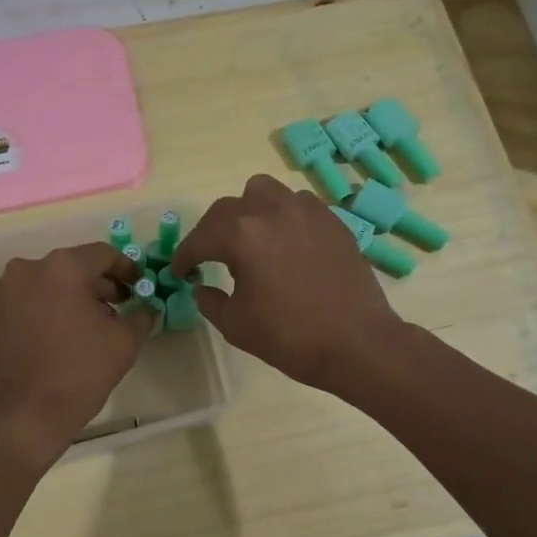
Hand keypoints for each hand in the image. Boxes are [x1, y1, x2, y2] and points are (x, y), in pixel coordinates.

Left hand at [0, 242, 154, 468]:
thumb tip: (148, 307)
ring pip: (53, 284)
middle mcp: (29, 269)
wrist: (23, 417)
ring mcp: (7, 292)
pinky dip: (54, 309)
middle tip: (124, 306)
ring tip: (98, 324)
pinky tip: (70, 335)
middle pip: (75, 267)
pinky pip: (33, 301)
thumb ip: (141, 315)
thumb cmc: (79, 373)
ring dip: (77, 297)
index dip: (127, 269)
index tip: (141, 285)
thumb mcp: (124, 342)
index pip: (104, 254)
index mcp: (63, 267)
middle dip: (102, 285)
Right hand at [169, 174, 405, 391]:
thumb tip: (202, 286)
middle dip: (212, 232)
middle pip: (228, 208)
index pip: (200, 238)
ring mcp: (306, 211)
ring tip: (250, 239)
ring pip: (265, 193)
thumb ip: (210, 301)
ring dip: (249, 211)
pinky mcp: (332, 220)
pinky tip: (285, 244)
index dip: (184, 256)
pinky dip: (282, 217)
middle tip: (209, 257)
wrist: (357, 343)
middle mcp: (272, 211)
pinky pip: (297, 204)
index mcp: (242, 235)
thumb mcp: (236, 325)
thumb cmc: (290, 337)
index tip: (179, 272)